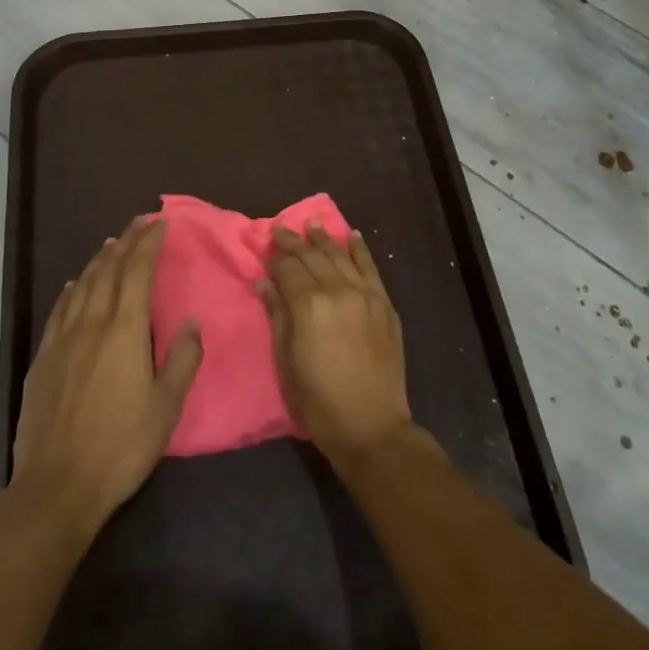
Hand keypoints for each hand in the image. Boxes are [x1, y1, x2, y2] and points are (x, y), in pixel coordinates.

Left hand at [11, 217, 201, 540]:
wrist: (57, 486)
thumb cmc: (120, 447)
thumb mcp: (166, 408)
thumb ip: (182, 360)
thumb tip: (193, 322)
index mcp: (125, 331)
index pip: (138, 271)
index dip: (149, 243)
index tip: (160, 223)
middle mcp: (92, 324)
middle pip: (109, 270)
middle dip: (126, 241)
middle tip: (139, 222)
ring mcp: (63, 340)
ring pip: (82, 285)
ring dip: (99, 260)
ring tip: (112, 244)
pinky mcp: (43, 359)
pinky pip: (59, 310)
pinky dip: (71, 290)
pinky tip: (74, 285)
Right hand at [260, 223, 412, 466]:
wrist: (371, 426)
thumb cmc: (318, 400)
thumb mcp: (286, 361)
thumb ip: (277, 316)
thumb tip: (265, 283)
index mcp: (309, 305)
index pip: (289, 268)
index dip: (275, 257)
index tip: (266, 247)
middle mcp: (338, 290)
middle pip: (313, 257)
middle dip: (295, 242)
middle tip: (281, 228)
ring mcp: (365, 295)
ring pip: (341, 256)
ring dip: (325, 239)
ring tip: (313, 224)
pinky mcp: (384, 304)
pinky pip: (370, 268)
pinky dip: (360, 250)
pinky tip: (353, 236)